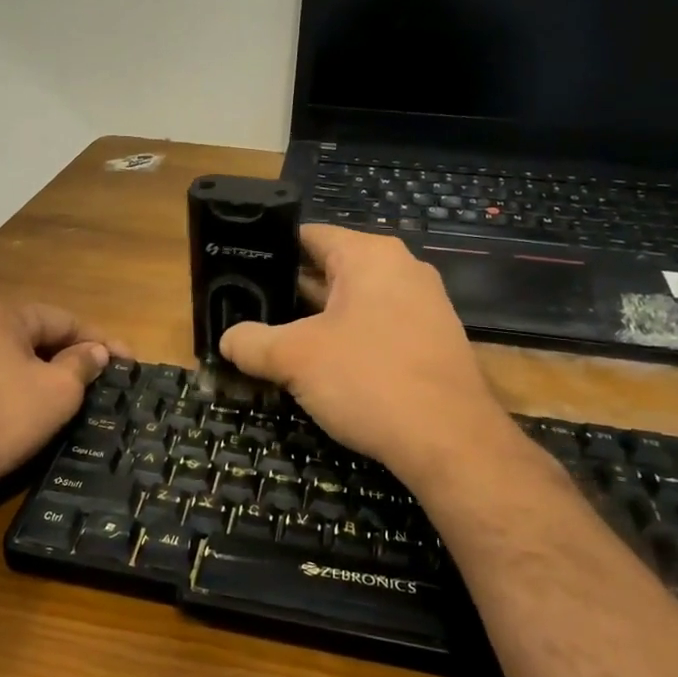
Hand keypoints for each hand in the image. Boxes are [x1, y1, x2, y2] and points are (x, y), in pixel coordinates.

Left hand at [0, 298, 115, 506]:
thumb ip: (80, 365)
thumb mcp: (57, 393)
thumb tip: (94, 351)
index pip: (63, 320)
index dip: (100, 341)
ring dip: (31, 373)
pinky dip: (0, 391)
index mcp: (0, 314)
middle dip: (64, 356)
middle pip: (30, 336)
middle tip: (93, 381)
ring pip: (0, 358)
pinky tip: (9, 413)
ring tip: (54, 398)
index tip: (127, 362)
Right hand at [218, 226, 519, 482]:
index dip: (269, 252)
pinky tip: (321, 368)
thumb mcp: (295, 358)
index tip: (239, 273)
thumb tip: (227, 339)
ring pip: (353, 302)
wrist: (451, 441)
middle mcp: (401, 268)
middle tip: (248, 312)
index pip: (308, 236)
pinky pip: (377, 327)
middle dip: (289, 293)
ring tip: (275, 341)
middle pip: (330, 269)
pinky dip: (348, 340)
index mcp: (369, 255)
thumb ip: (252, 342)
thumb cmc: (368, 379)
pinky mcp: (432, 340)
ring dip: (316, 321)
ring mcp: (423, 305)